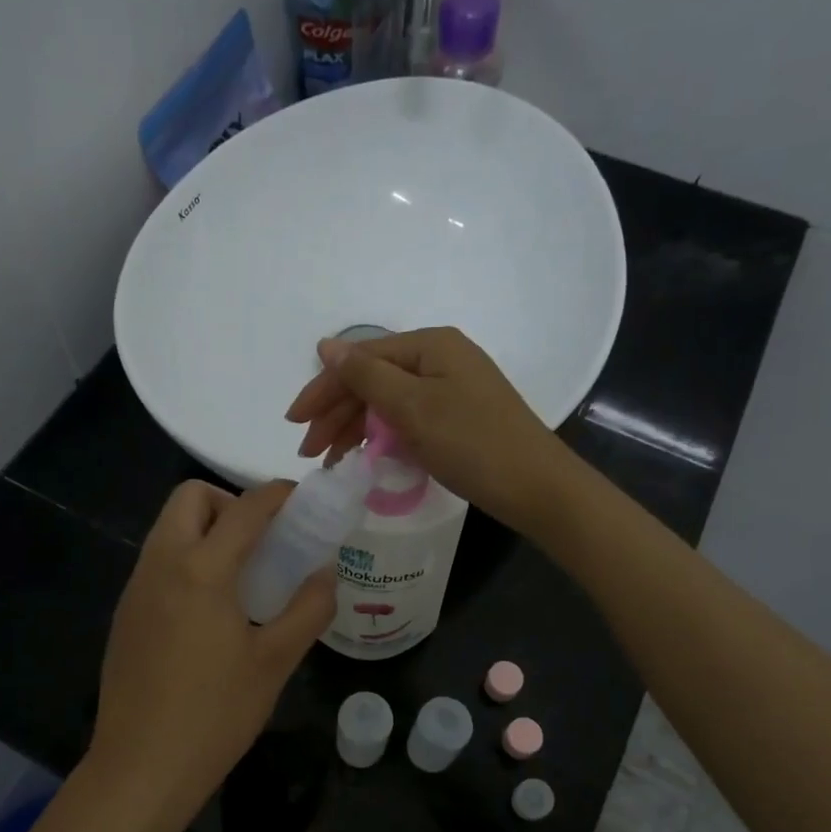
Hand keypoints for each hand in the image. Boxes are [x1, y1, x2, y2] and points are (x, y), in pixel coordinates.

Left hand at [85, 480, 335, 831]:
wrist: (140, 768)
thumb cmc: (215, 714)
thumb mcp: (275, 662)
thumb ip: (308, 609)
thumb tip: (327, 573)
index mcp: (201, 570)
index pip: (244, 508)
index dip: (277, 494)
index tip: (302, 500)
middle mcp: (161, 564)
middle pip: (189, 498)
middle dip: (229, 502)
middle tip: (262, 541)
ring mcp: (136, 588)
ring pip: (168, 528)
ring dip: (206, 530)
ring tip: (242, 575)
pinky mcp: (125, 614)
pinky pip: (157, 562)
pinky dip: (186, 559)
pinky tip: (209, 610)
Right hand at [284, 326, 573, 532]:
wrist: (536, 486)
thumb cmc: (472, 442)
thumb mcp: (413, 407)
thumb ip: (366, 375)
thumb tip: (326, 345)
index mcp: (430, 346)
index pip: (361, 360)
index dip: (324, 389)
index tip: (295, 423)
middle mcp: (439, 359)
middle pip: (373, 380)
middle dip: (336, 414)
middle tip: (310, 452)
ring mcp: (450, 389)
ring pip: (387, 402)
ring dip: (355, 428)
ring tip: (330, 461)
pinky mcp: (456, 417)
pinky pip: (407, 419)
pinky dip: (382, 436)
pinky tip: (364, 455)